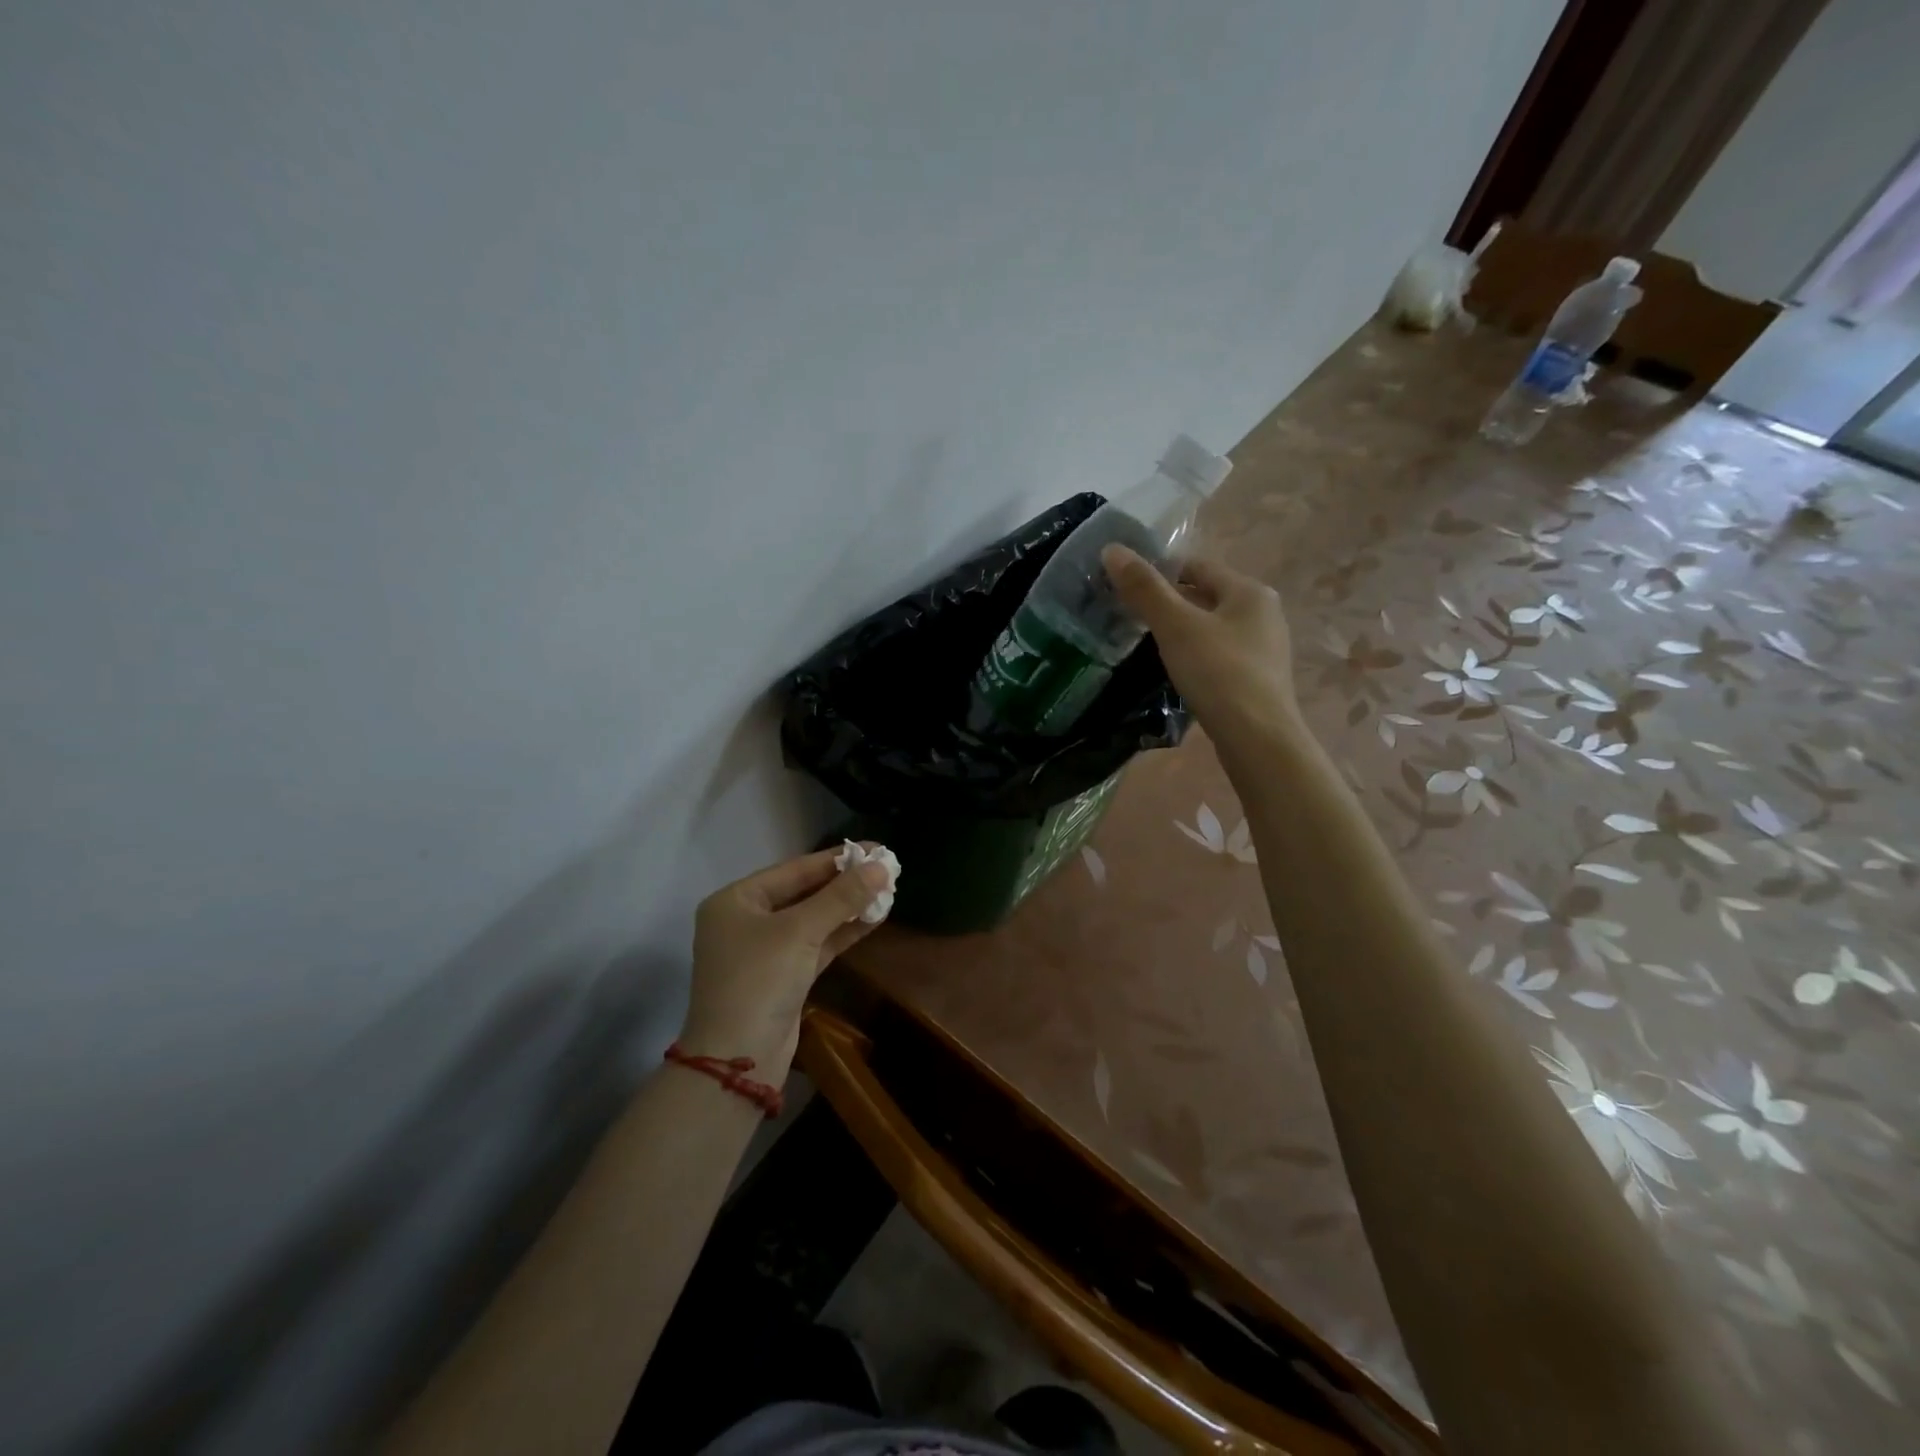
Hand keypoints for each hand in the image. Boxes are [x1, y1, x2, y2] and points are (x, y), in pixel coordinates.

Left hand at [680, 846, 891, 1073]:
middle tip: (886, 868)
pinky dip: (843, 931)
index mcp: (736, 900)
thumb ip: (841, 897)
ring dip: (848, 907)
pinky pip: (817, 944)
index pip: (794, 869)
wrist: (738, 1059)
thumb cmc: (759, 980)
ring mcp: (765, 950)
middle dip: (845, 882)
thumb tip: (881, 867)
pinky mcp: (784, 976)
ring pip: (813, 919)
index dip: (837, 858)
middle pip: (804, 892)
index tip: (876, 847)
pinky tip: (874, 918)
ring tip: (888, 889)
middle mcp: (747, 920)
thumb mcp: (800, 932)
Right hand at [1102, 544, 1298, 751]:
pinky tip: (1174, 672)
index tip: (1126, 583)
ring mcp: (1264, 649)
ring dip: (1181, 631)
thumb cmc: (1219, 673)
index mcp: (1250, 591)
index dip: (1161, 569)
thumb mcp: (1175, 627)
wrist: (1258, 739)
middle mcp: (1264, 613)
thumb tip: (1112, 549)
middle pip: (1206, 596)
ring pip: (1212, 628)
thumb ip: (1145, 589)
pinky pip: (1218, 655)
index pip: (1198, 566)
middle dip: (1169, 602)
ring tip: (1145, 644)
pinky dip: (1194, 656)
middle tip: (1129, 614)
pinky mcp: (1257, 680)